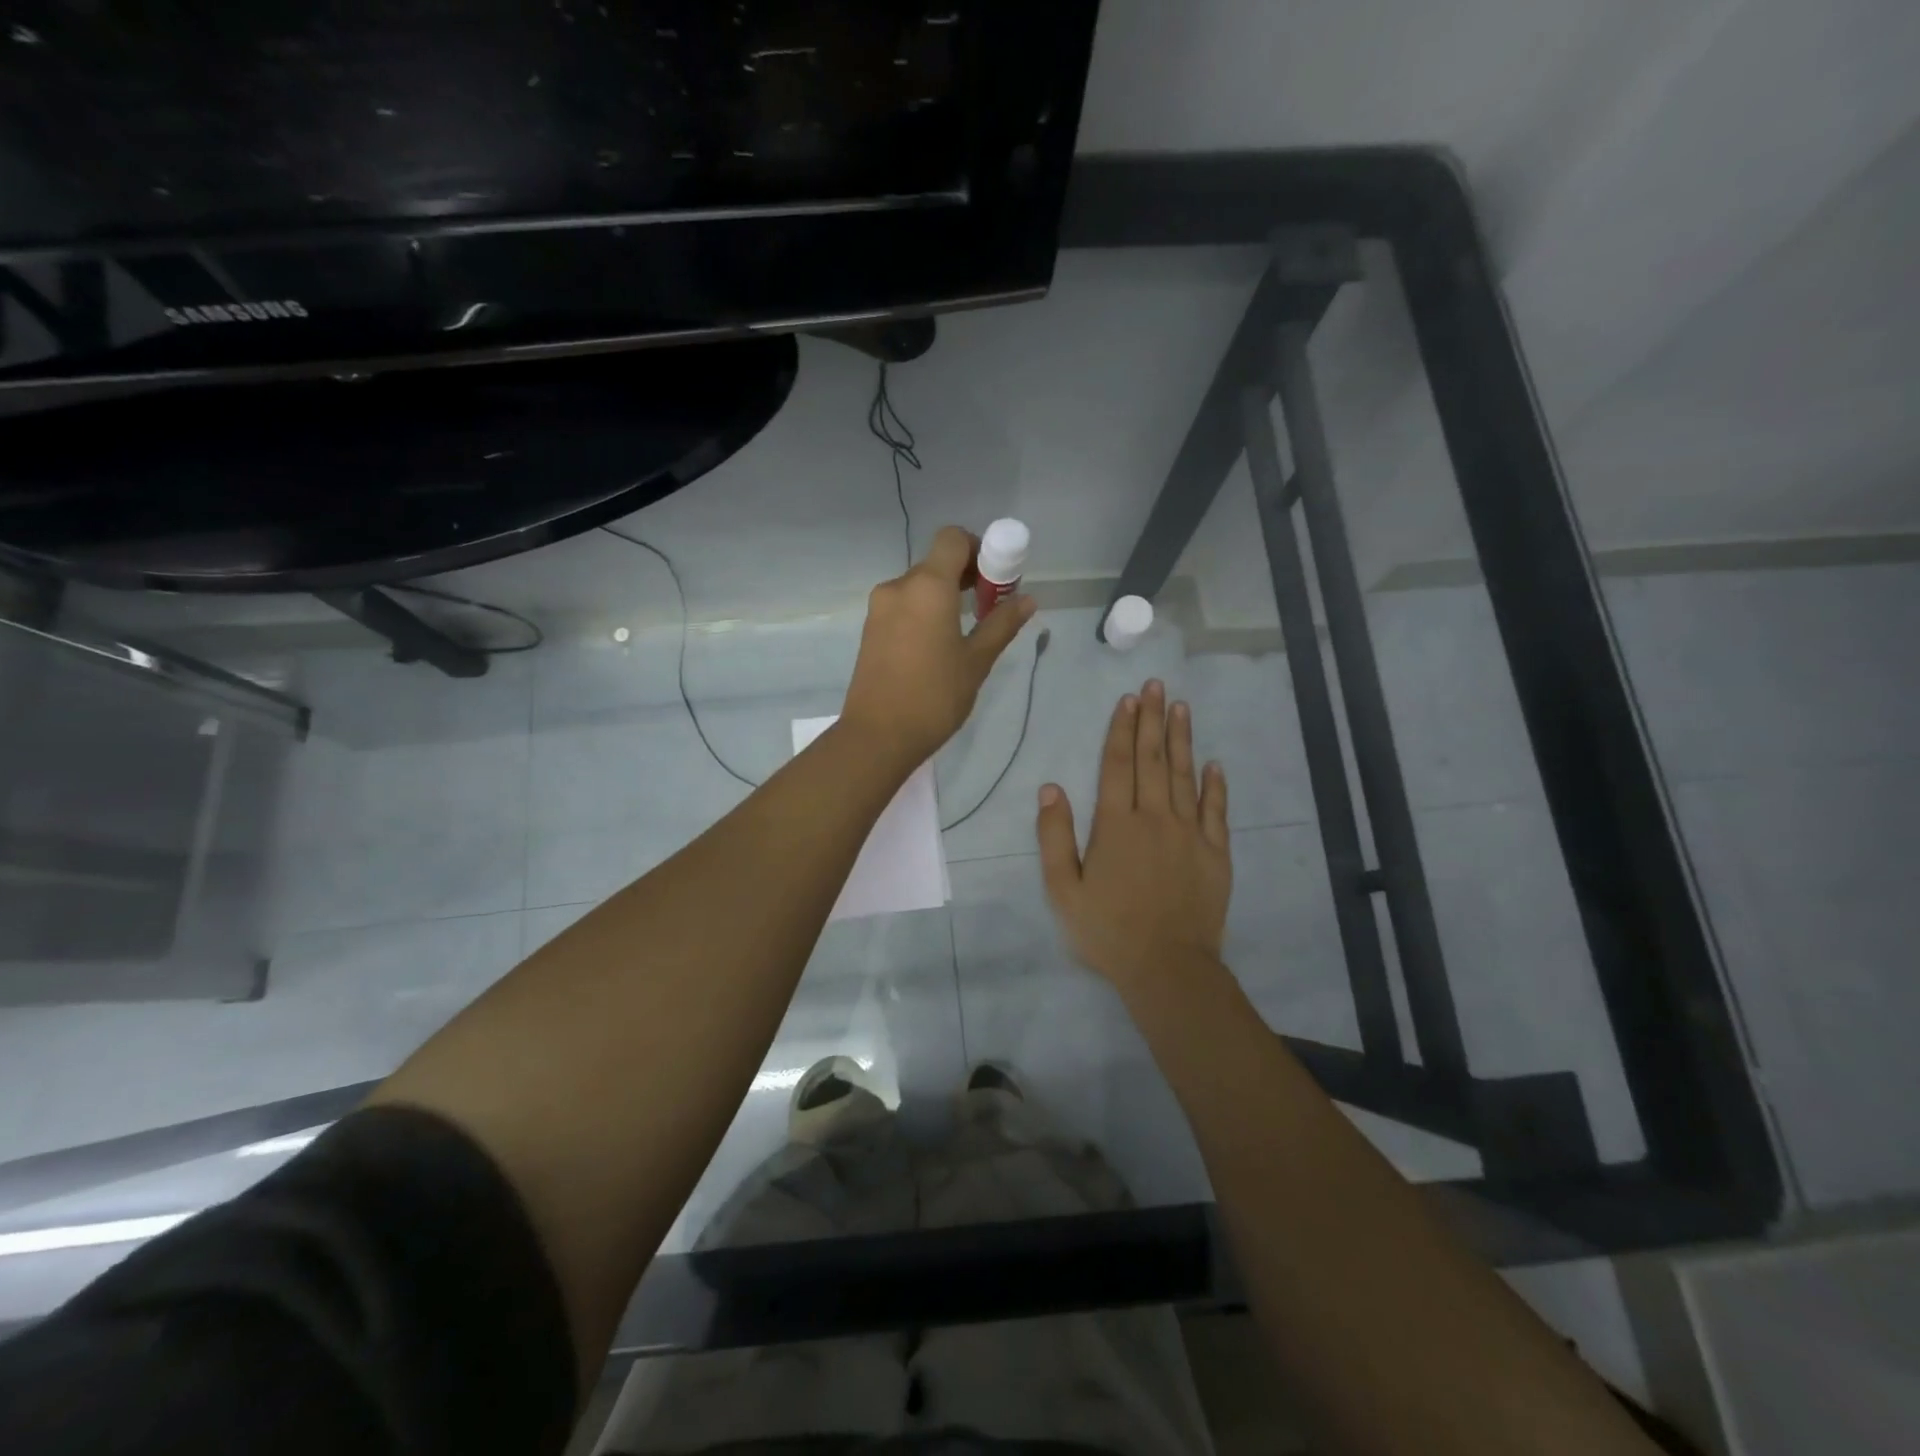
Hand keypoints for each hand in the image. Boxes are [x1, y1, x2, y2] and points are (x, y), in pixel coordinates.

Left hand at [840, 525, 1035, 773]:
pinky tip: (937, 646)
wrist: (878, 736)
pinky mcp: (870, 630)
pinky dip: (924, 612)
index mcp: (927, 587)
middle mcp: (898, 587)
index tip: (995, 579)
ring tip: (965, 632)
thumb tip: (1027, 599)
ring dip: (945, 596)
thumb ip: (1001, 624)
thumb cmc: (934, 696)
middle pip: (936, 562)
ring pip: (919, 586)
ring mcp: (879, 609)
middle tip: (989, 608)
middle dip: (966, 576)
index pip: (953, 539)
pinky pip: (904, 606)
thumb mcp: (976, 661)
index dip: (978, 548)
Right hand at [1036, 680, 1231, 992]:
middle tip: (1156, 686)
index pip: (1118, 765)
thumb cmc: (1108, 931)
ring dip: (1181, 740)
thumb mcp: (1063, 890)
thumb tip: (1050, 789)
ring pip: (1184, 776)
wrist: (1168, 967)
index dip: (1122, 729)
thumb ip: (1055, 837)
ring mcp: (1190, 833)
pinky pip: (1216, 810)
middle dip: (1152, 720)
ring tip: (1180, 707)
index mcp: (1116, 825)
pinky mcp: (1215, 853)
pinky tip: (1214, 764)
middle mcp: (1154, 818)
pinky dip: (1215, 785)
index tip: (1128, 700)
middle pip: (1152, 760)